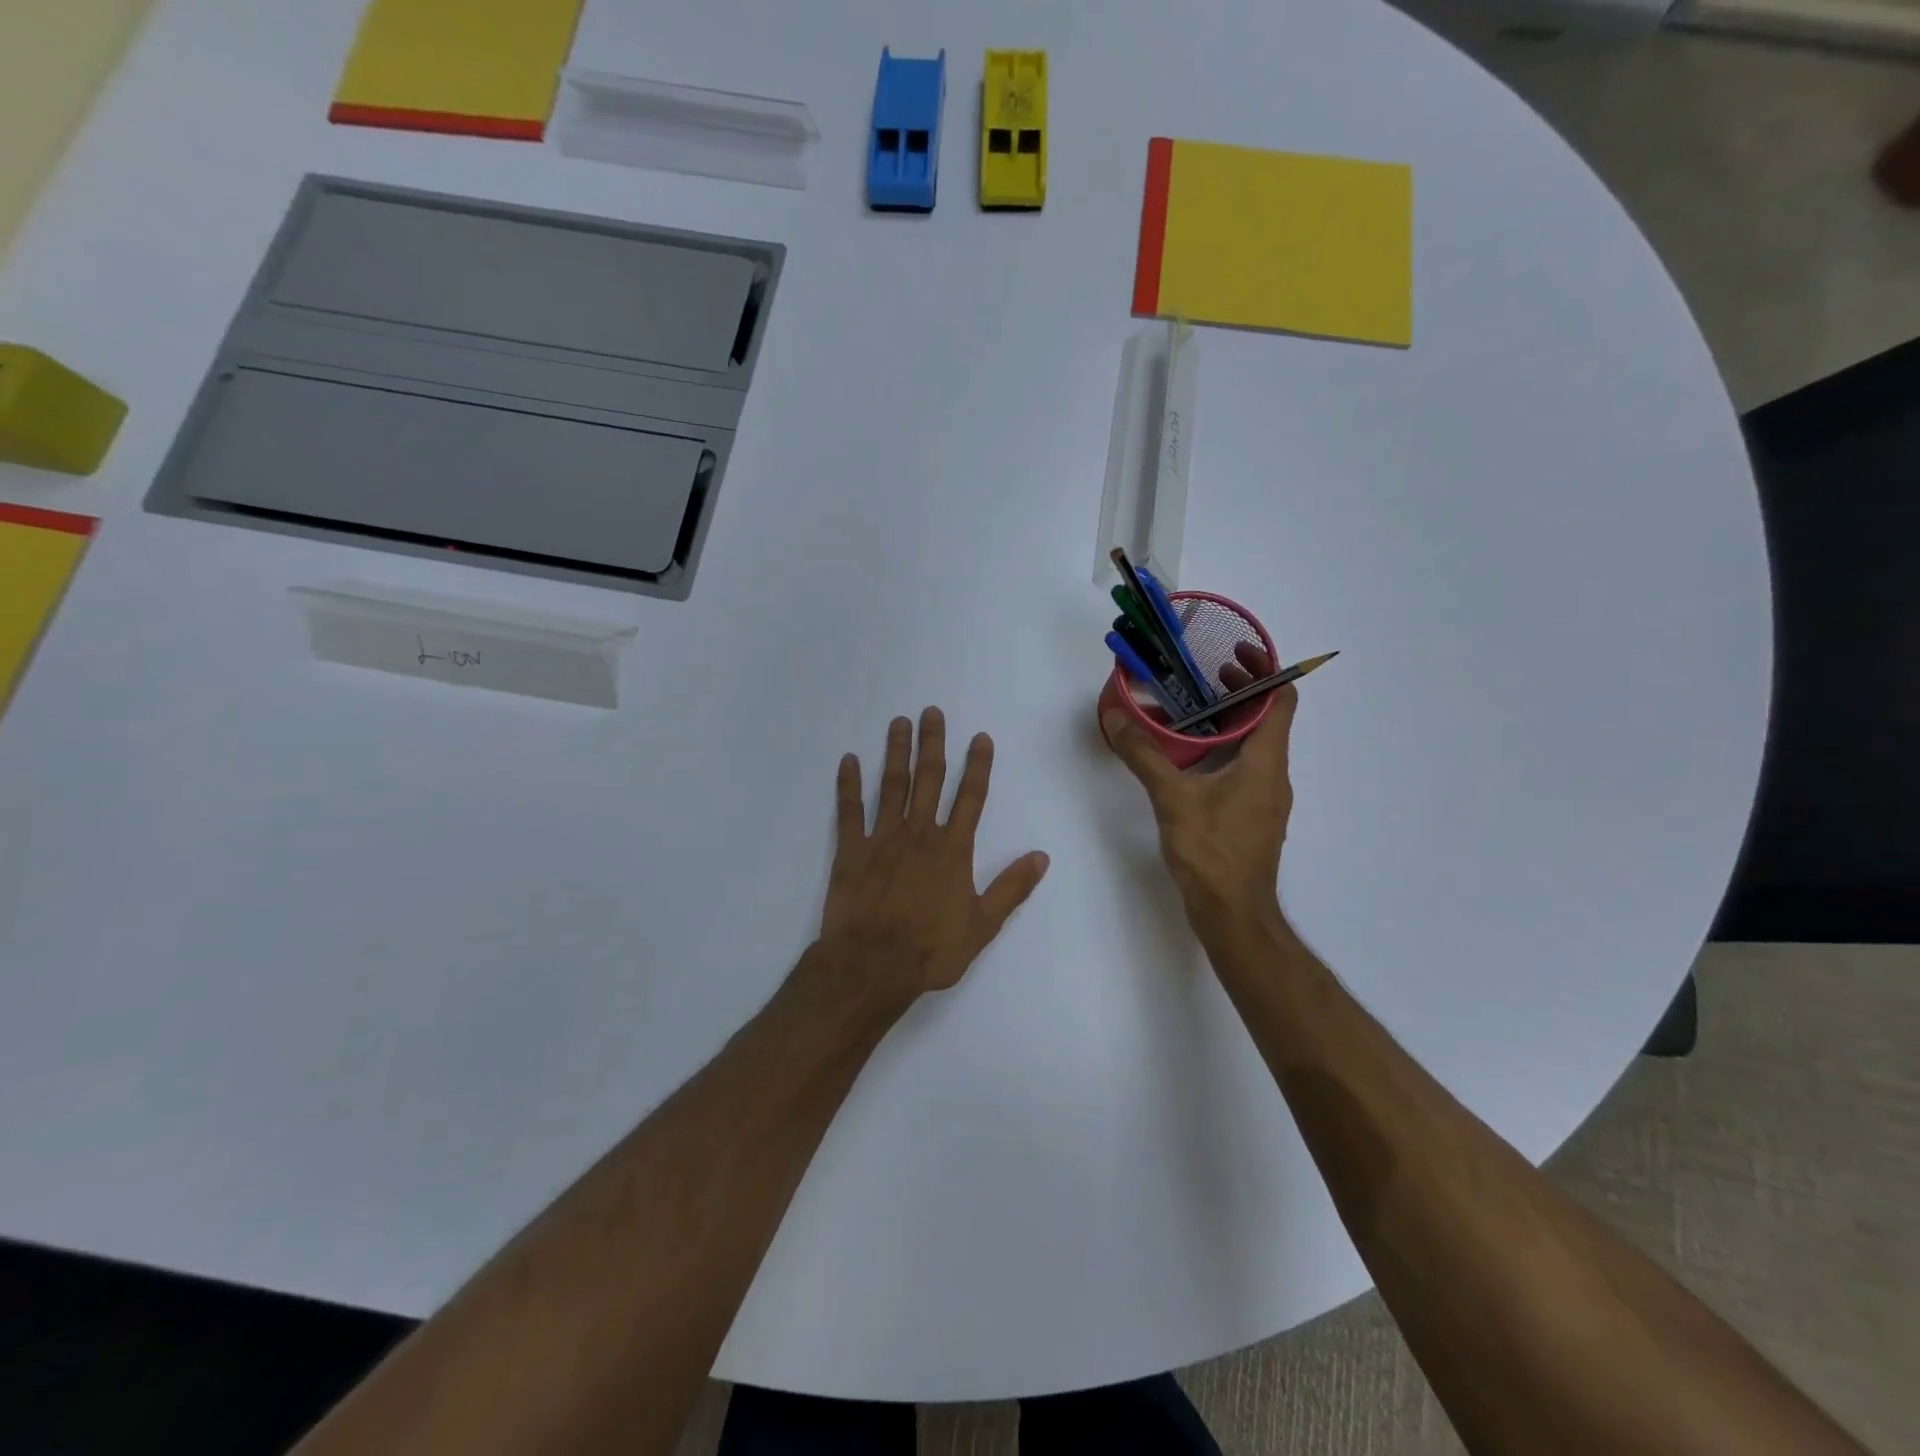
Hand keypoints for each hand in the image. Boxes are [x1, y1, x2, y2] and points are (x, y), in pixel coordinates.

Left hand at [821, 707, 1049, 1002]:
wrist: (873, 965)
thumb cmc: (931, 949)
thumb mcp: (983, 925)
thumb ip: (1011, 888)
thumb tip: (1042, 856)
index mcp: (952, 850)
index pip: (970, 798)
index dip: (977, 766)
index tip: (979, 737)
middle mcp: (919, 834)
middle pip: (929, 780)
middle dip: (932, 744)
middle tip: (931, 711)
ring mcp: (882, 839)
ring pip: (892, 786)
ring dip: (896, 752)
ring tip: (898, 723)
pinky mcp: (851, 850)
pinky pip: (849, 811)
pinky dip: (848, 784)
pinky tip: (848, 760)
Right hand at [1102, 642, 1298, 924]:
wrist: (1232, 914)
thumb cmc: (1212, 852)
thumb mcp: (1173, 798)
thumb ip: (1144, 755)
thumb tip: (1115, 716)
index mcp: (1266, 762)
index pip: (1282, 701)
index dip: (1266, 671)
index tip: (1236, 652)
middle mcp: (1273, 775)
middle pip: (1268, 719)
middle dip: (1241, 691)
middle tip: (1205, 673)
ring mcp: (1264, 798)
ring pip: (1255, 745)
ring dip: (1230, 720)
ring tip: (1193, 707)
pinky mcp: (1250, 816)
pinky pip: (1244, 767)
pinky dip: (1224, 749)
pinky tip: (1191, 756)